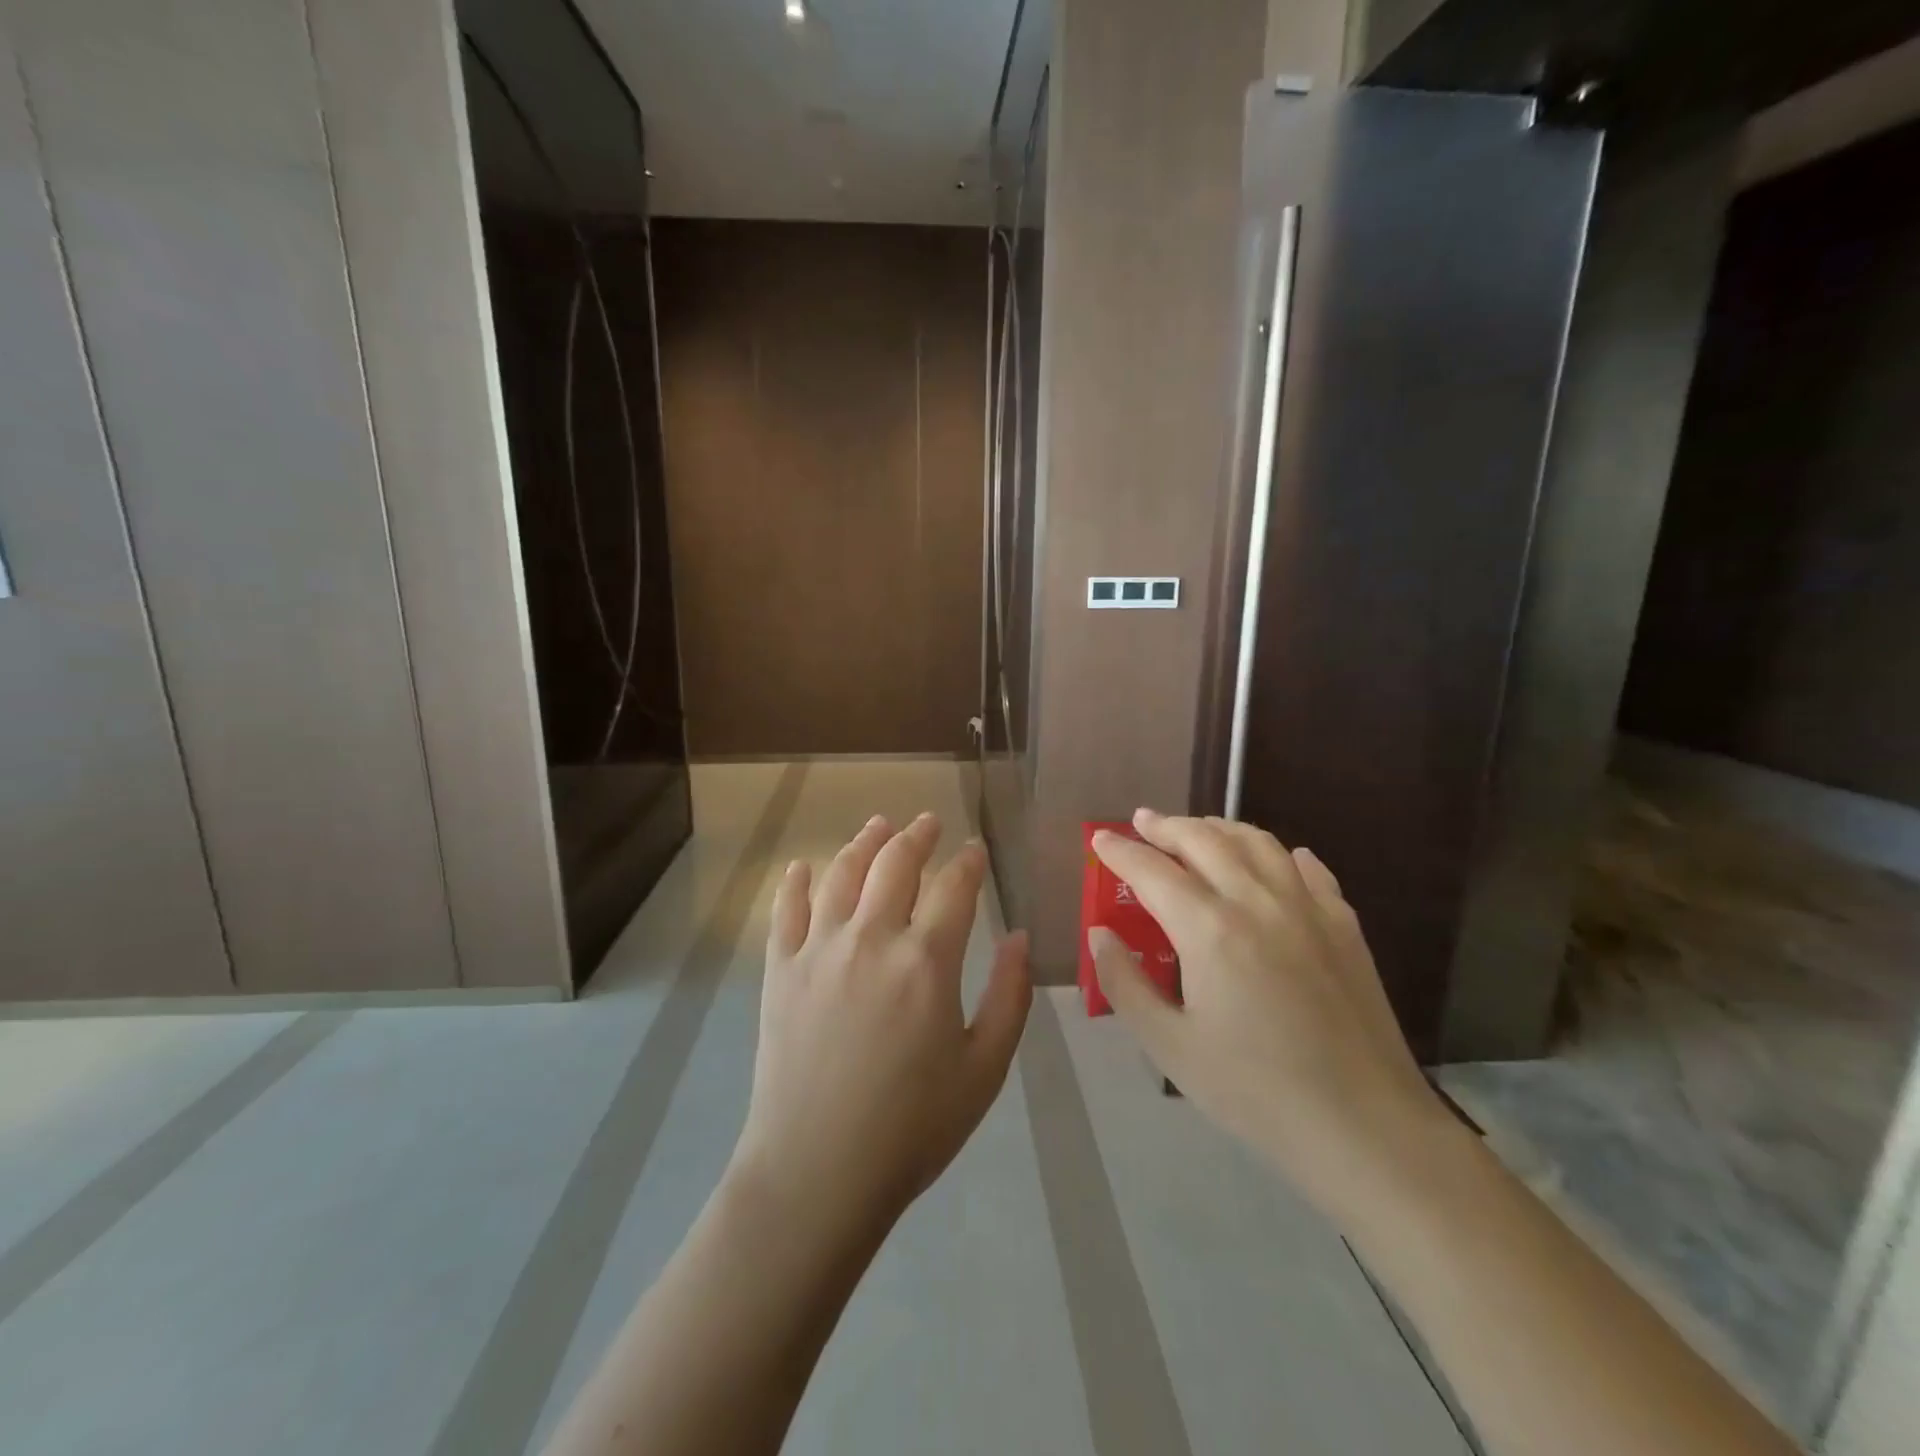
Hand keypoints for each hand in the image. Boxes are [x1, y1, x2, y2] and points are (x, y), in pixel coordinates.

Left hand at [730, 814, 1032, 1237]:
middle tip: (928, 822)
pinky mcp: (779, 970)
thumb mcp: (984, 1069)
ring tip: (878, 825)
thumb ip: (1009, 997)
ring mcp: (819, 950)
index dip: (968, 862)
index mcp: (926, 960)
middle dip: (917, 836)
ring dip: (864, 842)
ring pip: (842, 873)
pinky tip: (802, 867)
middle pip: (896, 863)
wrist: (816, 1173)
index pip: (954, 887)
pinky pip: (785, 910)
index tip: (975, 851)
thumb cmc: (912, 1127)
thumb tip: (1019, 937)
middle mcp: (872, 938)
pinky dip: (795, 882)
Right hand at [1089, 811, 1445, 1210]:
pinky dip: (1278, 853)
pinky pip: (1307, 867)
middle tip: (1142, 822)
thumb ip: (1125, 983)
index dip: (1120, 851)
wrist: (1365, 1127)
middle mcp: (1257, 901)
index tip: (1100, 838)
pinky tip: (1273, 862)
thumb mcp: (1170, 1047)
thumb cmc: (1255, 1091)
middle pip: (1204, 840)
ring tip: (1196, 831)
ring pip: (1256, 841)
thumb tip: (1100, 933)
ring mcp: (1307, 908)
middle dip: (1166, 826)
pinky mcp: (1344, 925)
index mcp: (1209, 929)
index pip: (1152, 871)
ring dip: (1218, 828)